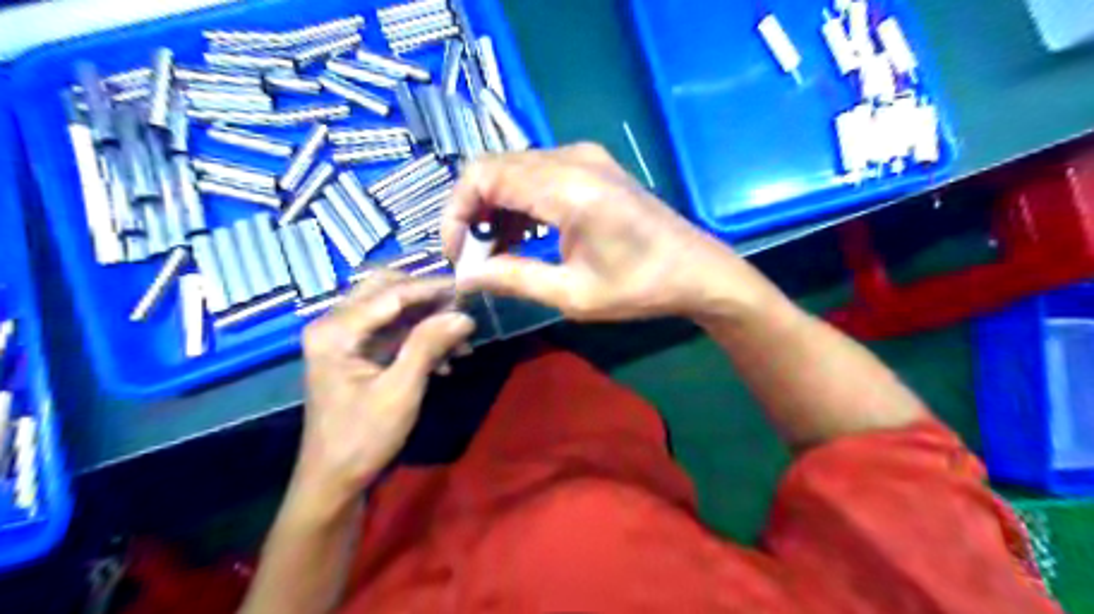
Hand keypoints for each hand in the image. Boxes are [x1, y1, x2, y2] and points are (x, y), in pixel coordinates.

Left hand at [295, 275, 474, 499]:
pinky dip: (419, 339)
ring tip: (461, 342)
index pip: (391, 293)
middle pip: (386, 291)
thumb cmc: (363, 438)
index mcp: (336, 331)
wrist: (334, 481)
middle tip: (461, 308)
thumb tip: (465, 315)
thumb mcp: (401, 390)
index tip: (469, 288)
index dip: (432, 288)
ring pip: (392, 310)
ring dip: (427, 321)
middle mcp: (335, 325)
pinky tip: (445, 360)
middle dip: (427, 298)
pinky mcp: (356, 353)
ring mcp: (344, 339)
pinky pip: (392, 332)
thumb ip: (429, 345)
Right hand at [439, 141, 771, 321]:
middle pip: (493, 169)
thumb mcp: (573, 294)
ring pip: (513, 171)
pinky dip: (519, 204)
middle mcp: (572, 159)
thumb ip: (514, 279)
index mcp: (568, 187)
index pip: (483, 177)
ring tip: (494, 254)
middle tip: (472, 258)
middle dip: (471, 213)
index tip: (457, 255)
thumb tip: (466, 277)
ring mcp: (584, 159)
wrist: (697, 271)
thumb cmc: (640, 287)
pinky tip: (520, 238)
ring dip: (494, 210)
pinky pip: (537, 176)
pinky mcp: (591, 168)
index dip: (456, 213)